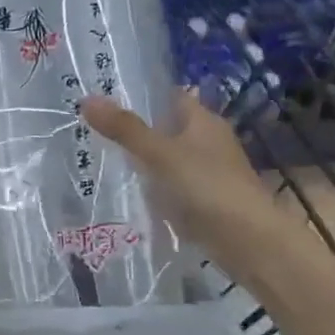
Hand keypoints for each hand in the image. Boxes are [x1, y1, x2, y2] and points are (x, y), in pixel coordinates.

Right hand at [80, 92, 290, 269]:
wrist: (248, 241)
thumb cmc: (205, 186)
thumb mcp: (159, 154)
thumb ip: (124, 128)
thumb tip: (86, 98)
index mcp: (203, 120)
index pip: (169, 96)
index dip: (141, 94)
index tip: (104, 97)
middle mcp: (208, 141)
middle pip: (167, 127)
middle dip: (136, 129)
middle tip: (93, 129)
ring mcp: (208, 172)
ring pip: (168, 158)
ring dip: (144, 160)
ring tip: (102, 158)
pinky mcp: (205, 201)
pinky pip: (172, 186)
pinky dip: (154, 187)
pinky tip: (130, 193)